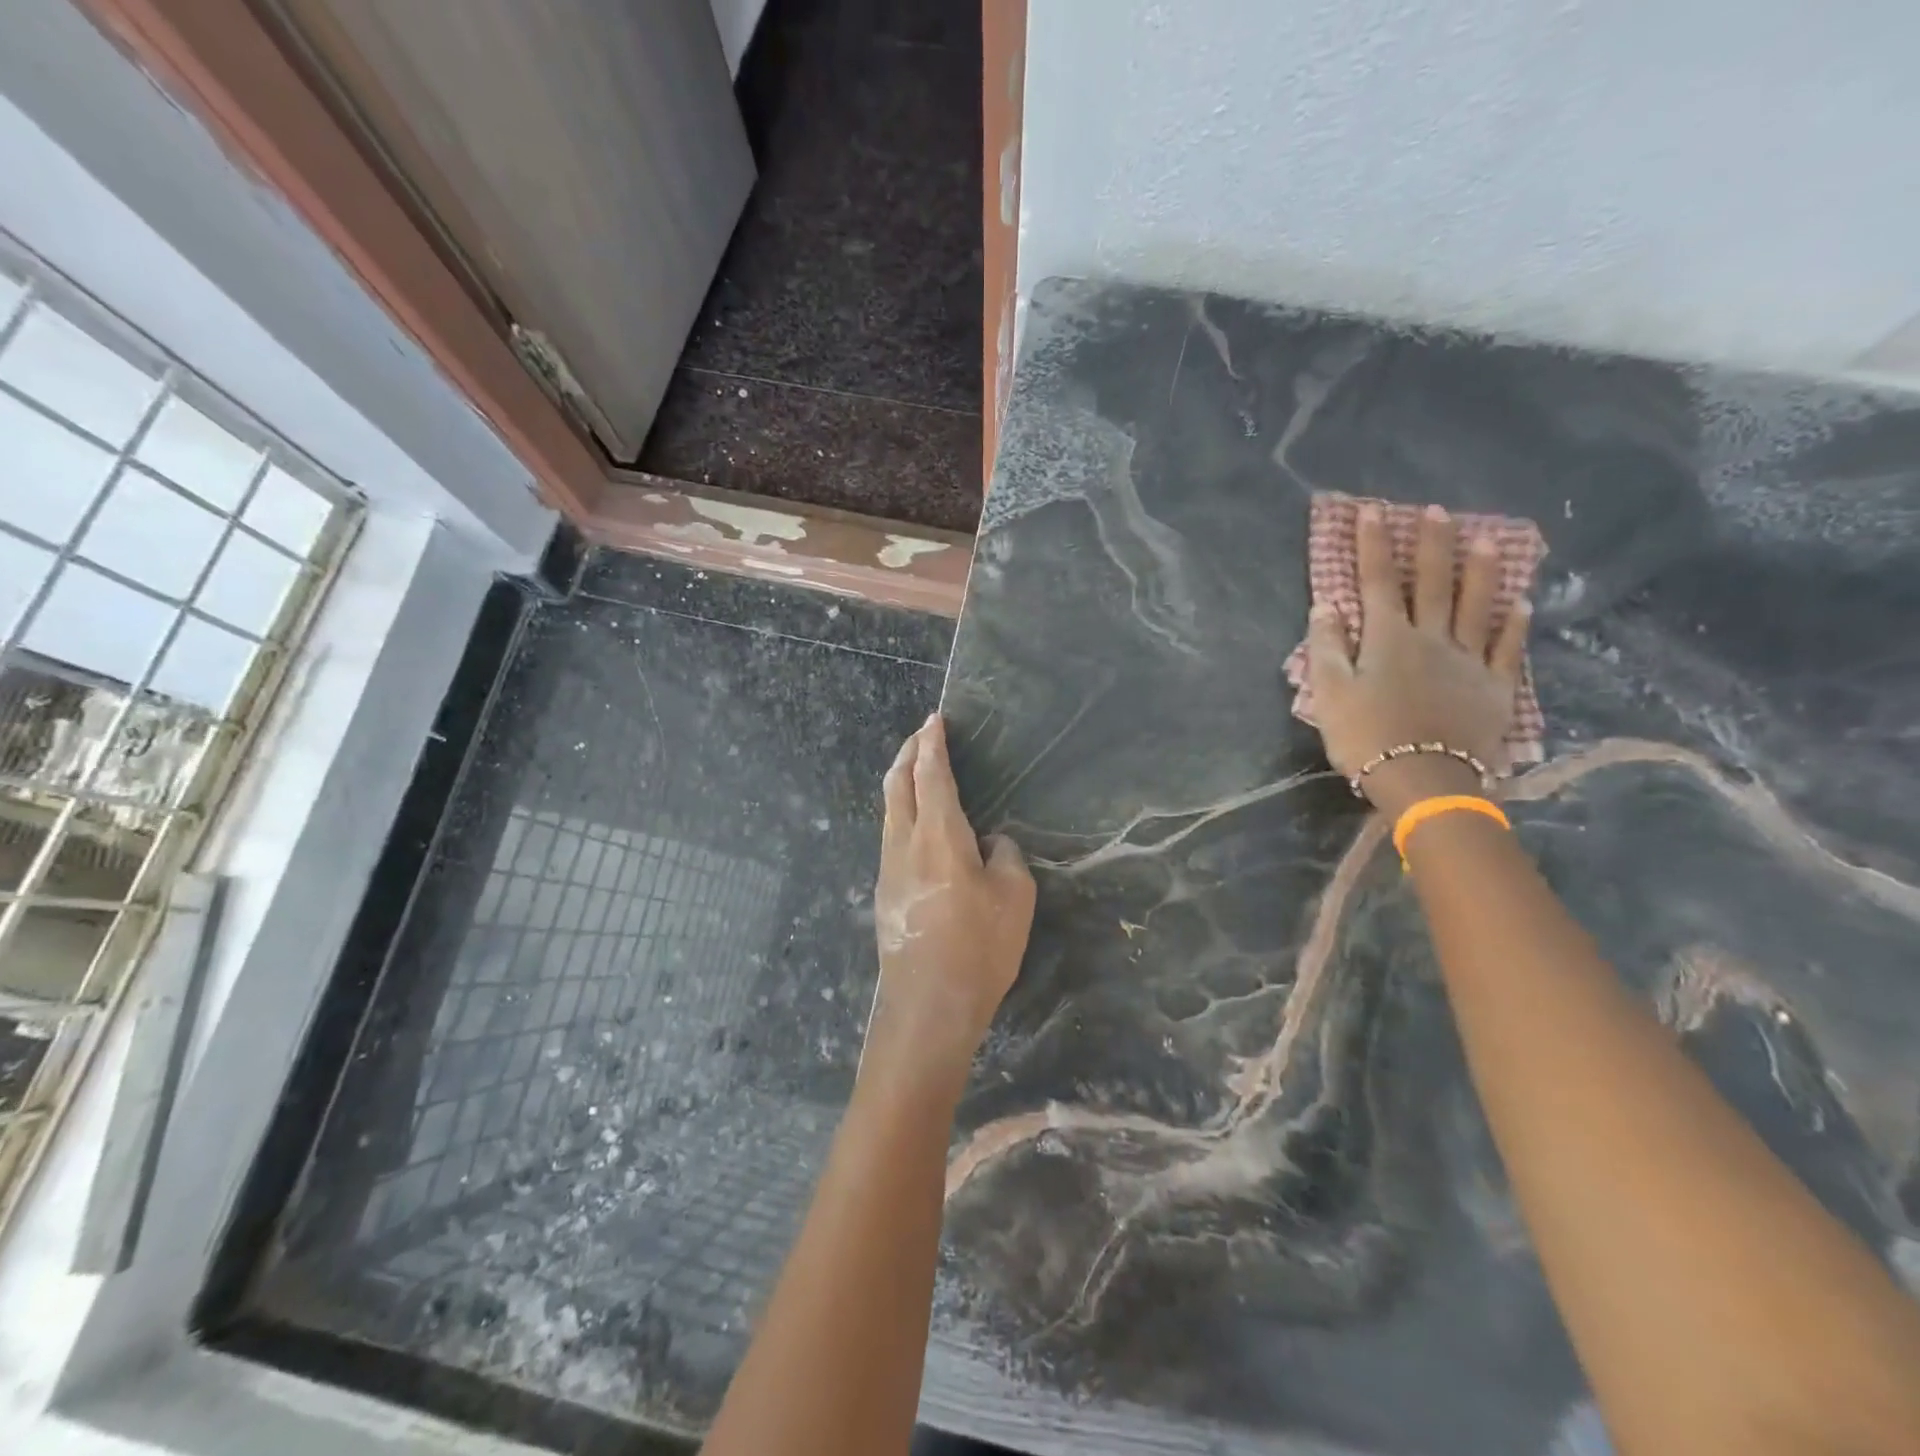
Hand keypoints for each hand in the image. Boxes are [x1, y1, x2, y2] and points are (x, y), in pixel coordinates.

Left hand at [868, 714, 1035, 1082]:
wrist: (928, 1006)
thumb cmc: (979, 948)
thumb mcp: (1015, 897)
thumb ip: (1005, 857)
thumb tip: (989, 843)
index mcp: (939, 836)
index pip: (931, 776)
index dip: (932, 744)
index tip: (933, 720)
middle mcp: (904, 843)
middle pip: (896, 784)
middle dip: (907, 753)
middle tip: (921, 735)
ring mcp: (888, 868)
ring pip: (888, 810)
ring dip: (900, 782)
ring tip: (915, 769)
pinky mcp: (884, 892)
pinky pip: (891, 835)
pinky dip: (901, 812)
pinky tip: (916, 823)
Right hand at [1306, 504, 1530, 816]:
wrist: (1423, 780)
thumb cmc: (1366, 736)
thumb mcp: (1330, 693)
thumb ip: (1328, 646)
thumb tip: (1327, 605)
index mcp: (1387, 639)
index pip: (1377, 582)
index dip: (1374, 545)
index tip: (1372, 510)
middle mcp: (1431, 638)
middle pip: (1432, 583)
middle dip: (1431, 545)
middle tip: (1437, 510)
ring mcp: (1468, 660)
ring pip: (1477, 605)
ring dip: (1481, 570)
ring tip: (1488, 537)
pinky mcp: (1494, 686)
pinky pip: (1507, 647)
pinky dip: (1515, 623)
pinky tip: (1522, 603)